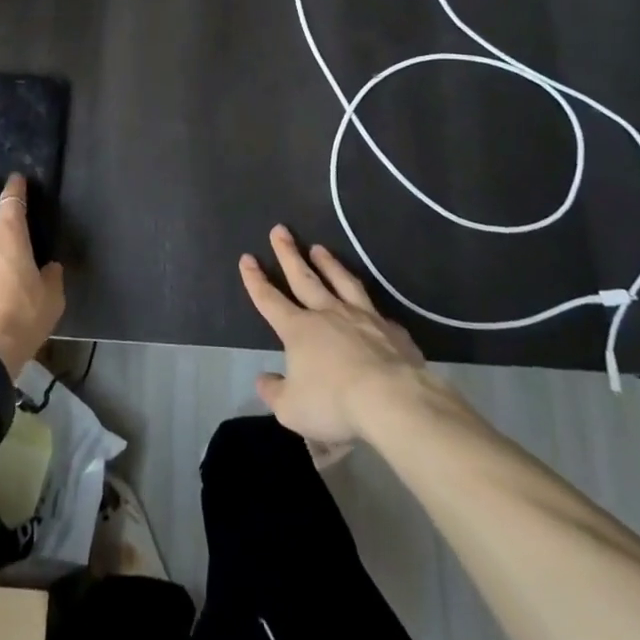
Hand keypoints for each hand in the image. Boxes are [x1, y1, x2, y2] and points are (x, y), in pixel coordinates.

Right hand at [239, 225, 439, 446]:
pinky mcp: (390, 330)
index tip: (247, 258)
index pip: (269, 300)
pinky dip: (367, 304)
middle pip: (303, 277)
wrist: (392, 399)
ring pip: (340, 282)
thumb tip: (263, 379)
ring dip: (328, 263)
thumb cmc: (334, 403)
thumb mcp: (292, 409)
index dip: (255, 280)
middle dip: (288, 253)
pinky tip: (369, 304)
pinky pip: (375, 311)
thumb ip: (274, 392)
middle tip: (280, 229)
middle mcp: (327, 314)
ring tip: (319, 248)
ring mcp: (361, 317)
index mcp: (298, 330)